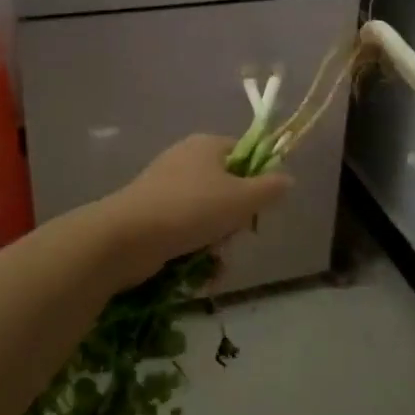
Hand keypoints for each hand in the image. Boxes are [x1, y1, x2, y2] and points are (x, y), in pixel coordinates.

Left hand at [105, 134, 292, 276]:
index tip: (260, 206)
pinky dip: (195, 247)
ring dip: (217, 240)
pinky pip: (184, 228)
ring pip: (207, 212)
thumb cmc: (191, 209)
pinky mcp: (150, 213)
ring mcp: (165, 186)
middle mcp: (185, 158)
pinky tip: (200, 270)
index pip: (245, 152)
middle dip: (236, 218)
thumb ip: (270, 188)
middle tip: (236, 236)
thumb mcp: (242, 199)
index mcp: (207, 145)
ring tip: (216, 261)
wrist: (127, 237)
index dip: (258, 178)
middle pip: (227, 186)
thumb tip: (288, 179)